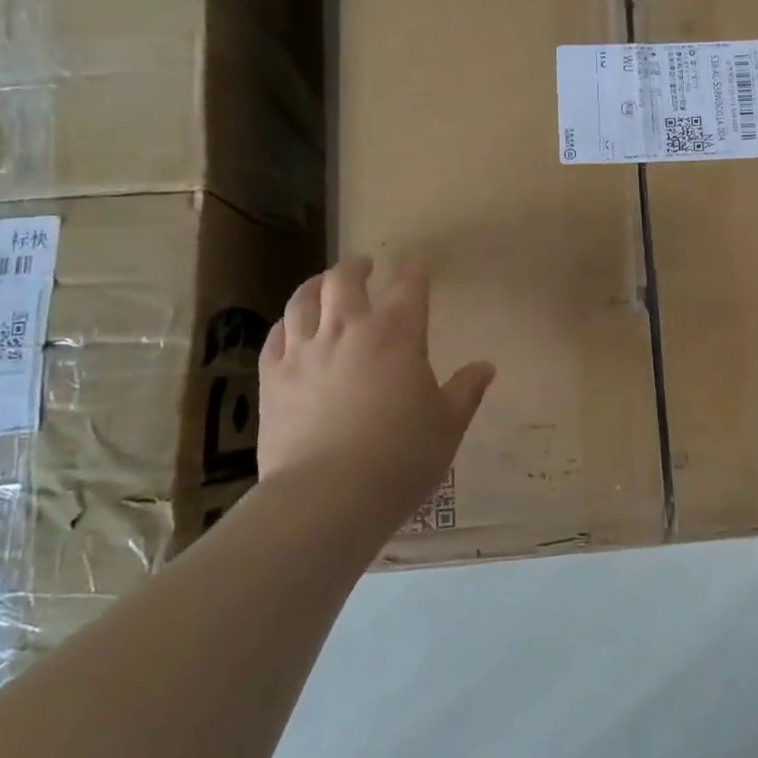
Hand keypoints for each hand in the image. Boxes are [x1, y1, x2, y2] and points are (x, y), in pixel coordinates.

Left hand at [258, 257, 494, 534]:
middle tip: (363, 266)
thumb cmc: (401, 457)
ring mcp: (304, 351)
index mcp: (398, 334)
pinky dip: (286, 324)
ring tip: (322, 284)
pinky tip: (290, 327)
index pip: (408, 285)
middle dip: (356, 267)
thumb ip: (466, 390)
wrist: (328, 496)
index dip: (413, 269)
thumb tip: (486, 367)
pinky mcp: (272, 378)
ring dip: (316, 285)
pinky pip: (276, 336)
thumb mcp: (447, 425)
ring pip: (304, 299)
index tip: (415, 261)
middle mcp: (348, 329)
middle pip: (345, 279)